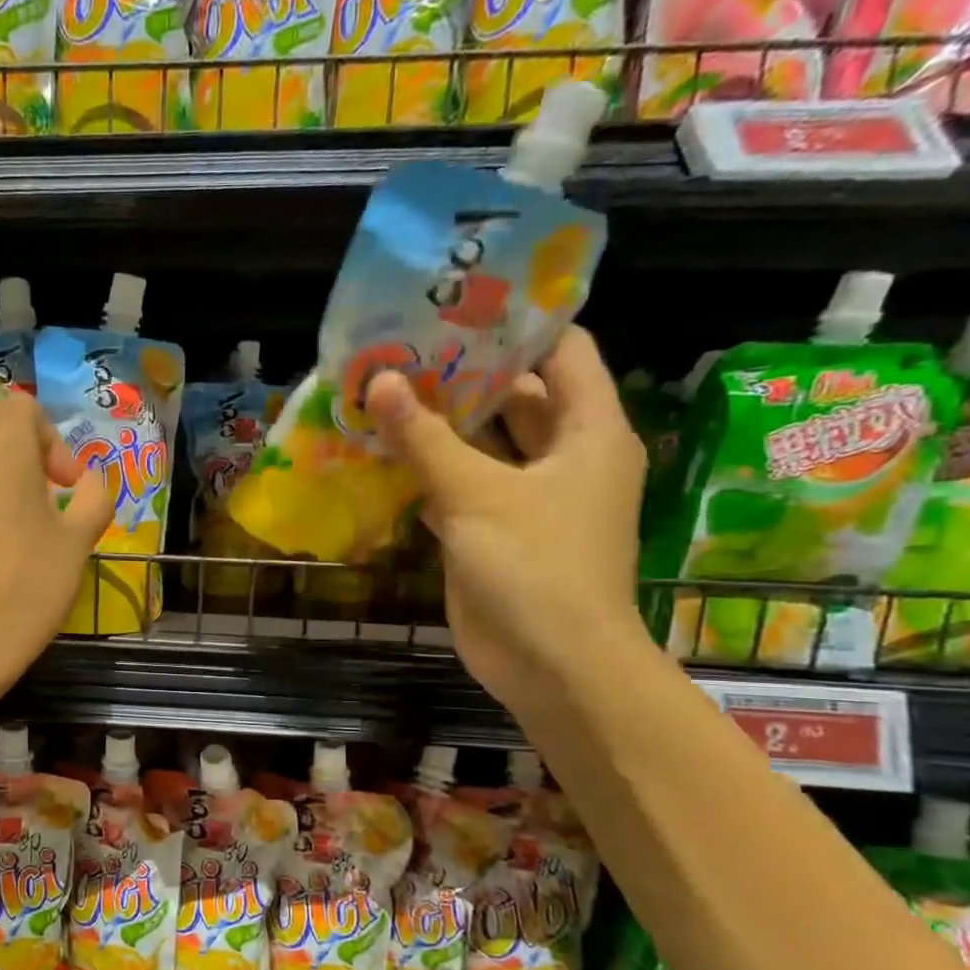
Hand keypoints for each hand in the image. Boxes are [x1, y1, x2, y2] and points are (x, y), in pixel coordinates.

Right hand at [365, 327, 647, 711]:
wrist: (552, 664)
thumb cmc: (535, 566)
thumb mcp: (478, 494)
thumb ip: (425, 438)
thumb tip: (381, 380)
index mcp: (588, 430)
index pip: (560, 351)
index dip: (515, 324)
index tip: (457, 304)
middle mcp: (564, 455)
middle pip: (516, 395)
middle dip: (463, 373)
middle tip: (402, 346)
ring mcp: (528, 496)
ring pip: (483, 444)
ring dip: (439, 424)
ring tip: (384, 390)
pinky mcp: (494, 531)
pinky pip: (460, 486)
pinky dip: (428, 471)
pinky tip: (382, 453)